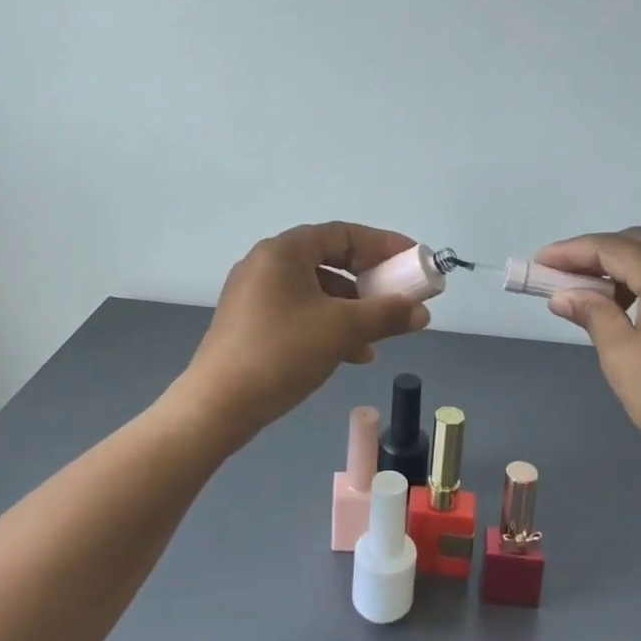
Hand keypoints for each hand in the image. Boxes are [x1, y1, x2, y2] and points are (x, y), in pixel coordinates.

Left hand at [177, 222, 431, 446]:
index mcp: (285, 250)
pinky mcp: (249, 321)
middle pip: (329, 259)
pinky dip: (327, 323)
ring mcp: (254, 293)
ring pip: (316, 289)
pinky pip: (299, 310)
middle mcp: (266, 263)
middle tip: (398, 295)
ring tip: (378, 336)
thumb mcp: (342, 330)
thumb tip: (422, 312)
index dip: (383, 244)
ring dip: (351, 308)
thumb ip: (386, 314)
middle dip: (369, 280)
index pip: (344, 233)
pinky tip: (350, 353)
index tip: (413, 260)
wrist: (218, 406)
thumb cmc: (282, 353)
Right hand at [536, 228, 640, 484]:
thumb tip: (564, 295)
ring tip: (589, 295)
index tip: (538, 262)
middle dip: (595, 254)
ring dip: (621, 269)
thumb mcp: (622, 356)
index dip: (570, 252)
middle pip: (638, 245)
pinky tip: (627, 310)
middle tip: (560, 275)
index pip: (611, 248)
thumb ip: (592, 314)